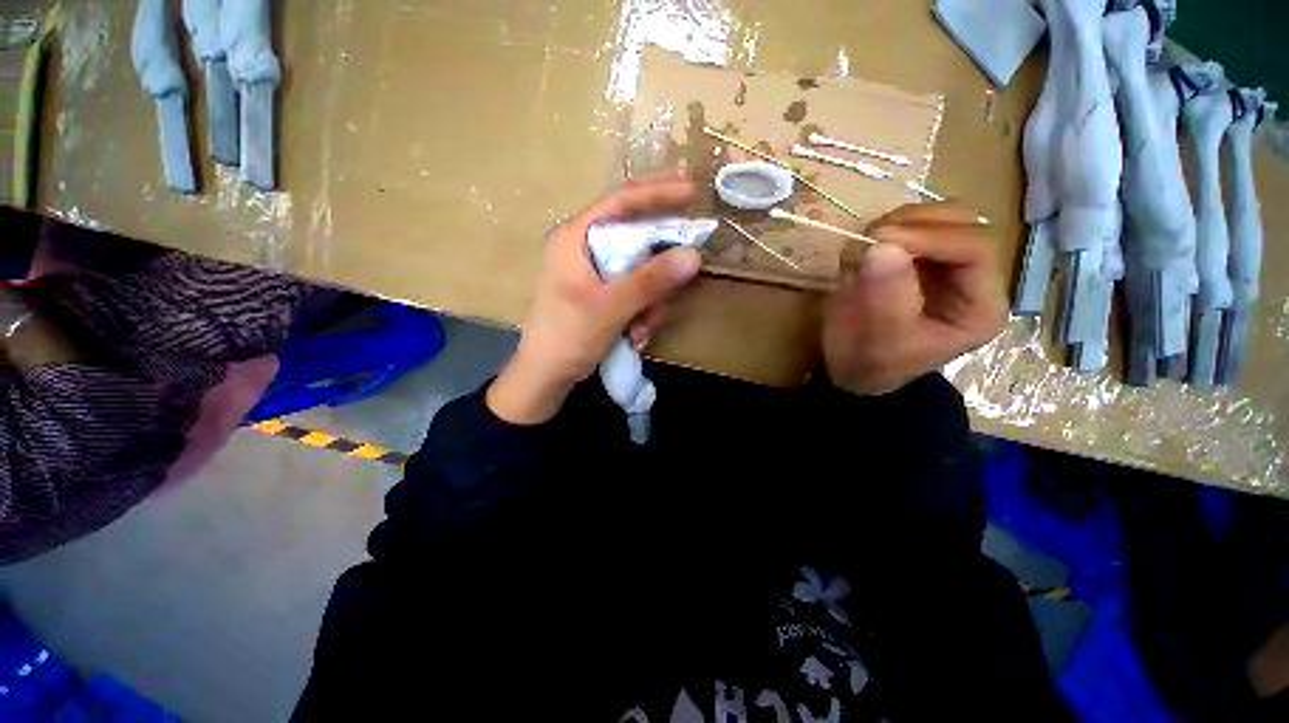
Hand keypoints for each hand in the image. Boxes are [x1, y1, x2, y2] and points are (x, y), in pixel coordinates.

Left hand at [487, 169, 701, 424]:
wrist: (546, 376)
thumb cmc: (566, 337)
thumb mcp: (609, 308)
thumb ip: (649, 281)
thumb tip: (694, 256)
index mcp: (577, 237)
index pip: (621, 200)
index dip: (658, 191)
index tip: (692, 190)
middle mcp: (587, 247)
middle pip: (638, 237)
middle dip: (659, 268)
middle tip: (679, 279)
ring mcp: (597, 272)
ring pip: (644, 270)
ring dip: (652, 301)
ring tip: (641, 329)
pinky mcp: (605, 293)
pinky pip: (638, 291)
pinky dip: (644, 312)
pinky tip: (635, 335)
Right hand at [823, 202, 1006, 395]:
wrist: (850, 371)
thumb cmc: (871, 364)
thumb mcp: (882, 340)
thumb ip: (886, 296)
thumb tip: (880, 246)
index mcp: (978, 305)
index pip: (975, 249)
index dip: (930, 237)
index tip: (880, 241)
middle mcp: (968, 277)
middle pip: (960, 222)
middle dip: (914, 222)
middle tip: (871, 238)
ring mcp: (938, 264)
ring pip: (934, 217)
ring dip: (895, 224)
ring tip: (860, 248)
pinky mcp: (912, 260)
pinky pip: (905, 227)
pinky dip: (878, 232)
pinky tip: (858, 255)